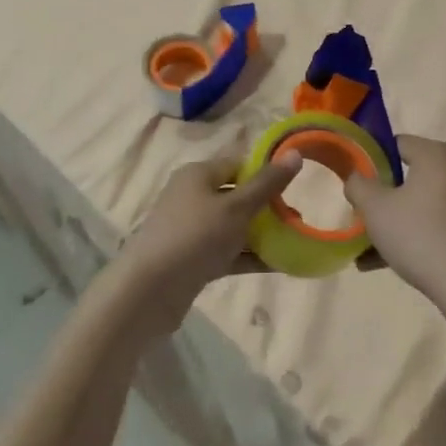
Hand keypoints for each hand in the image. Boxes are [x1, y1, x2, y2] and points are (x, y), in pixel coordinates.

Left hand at [114, 153, 301, 334]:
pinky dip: (249, 256)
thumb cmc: (195, 237)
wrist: (148, 292)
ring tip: (294, 242)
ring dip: (261, 234)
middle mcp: (192, 197)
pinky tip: (278, 265)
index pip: (238, 163)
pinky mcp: (192, 259)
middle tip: (297, 218)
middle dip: (267, 206)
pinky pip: (227, 252)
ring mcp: (191, 230)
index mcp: (198, 174)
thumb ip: (267, 183)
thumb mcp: (236, 207)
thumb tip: (294, 153)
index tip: (294, 185)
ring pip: (233, 226)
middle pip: (236, 195)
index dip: (266, 171)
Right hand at [344, 136, 445, 313]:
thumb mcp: (375, 208)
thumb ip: (358, 185)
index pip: (397, 144)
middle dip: (382, 196)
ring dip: (394, 220)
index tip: (356, 184)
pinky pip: (437, 222)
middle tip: (361, 216)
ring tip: (366, 248)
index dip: (371, 160)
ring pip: (421, 203)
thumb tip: (357, 178)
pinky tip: (385, 262)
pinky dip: (414, 234)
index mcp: (438, 155)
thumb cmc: (420, 236)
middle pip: (409, 175)